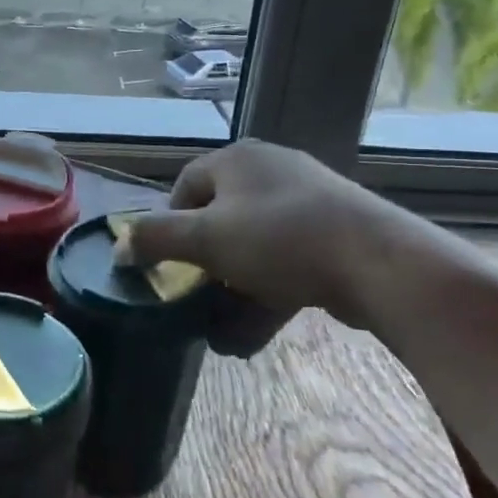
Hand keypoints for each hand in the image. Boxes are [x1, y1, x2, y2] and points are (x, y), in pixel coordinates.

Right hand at [118, 139, 400, 346]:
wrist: (378, 262)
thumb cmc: (278, 239)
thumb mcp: (204, 238)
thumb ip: (154, 239)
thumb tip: (119, 246)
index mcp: (237, 160)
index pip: (186, 186)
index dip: (169, 225)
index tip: (168, 264)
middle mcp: (270, 171)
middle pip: (219, 219)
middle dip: (204, 266)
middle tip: (195, 298)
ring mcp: (307, 202)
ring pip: (254, 248)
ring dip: (233, 290)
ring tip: (220, 331)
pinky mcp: (333, 235)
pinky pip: (286, 264)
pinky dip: (266, 296)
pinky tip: (252, 337)